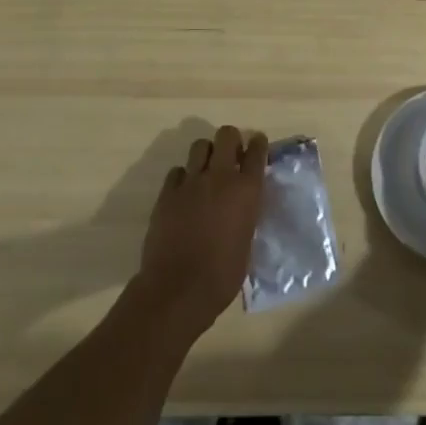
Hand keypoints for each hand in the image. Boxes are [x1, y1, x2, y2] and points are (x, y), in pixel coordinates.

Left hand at [134, 125, 266, 340]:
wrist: (178, 289)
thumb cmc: (223, 274)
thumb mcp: (247, 240)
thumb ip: (246, 213)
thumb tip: (242, 205)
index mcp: (247, 190)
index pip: (257, 151)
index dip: (258, 144)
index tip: (257, 146)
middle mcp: (220, 177)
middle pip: (227, 135)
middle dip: (231, 140)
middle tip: (231, 156)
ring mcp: (191, 182)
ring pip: (200, 146)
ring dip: (207, 154)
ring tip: (207, 171)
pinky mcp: (167, 193)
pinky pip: (177, 171)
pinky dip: (184, 177)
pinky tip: (185, 193)